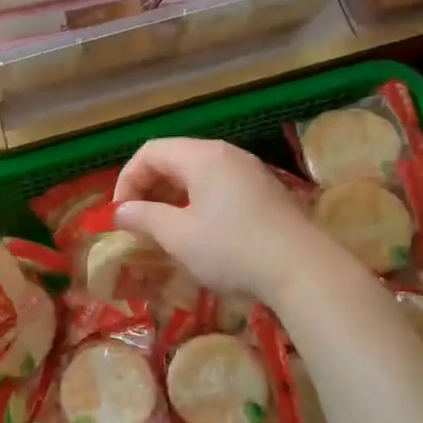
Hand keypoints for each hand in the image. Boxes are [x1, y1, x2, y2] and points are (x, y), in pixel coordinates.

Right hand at [112, 138, 342, 306]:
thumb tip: (119, 211)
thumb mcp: (179, 236)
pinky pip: (221, 187)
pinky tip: (202, 234)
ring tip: (166, 229)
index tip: (121, 214)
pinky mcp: (267, 193)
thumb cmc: (232, 249)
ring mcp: (251, 172)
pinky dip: (199, 202)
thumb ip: (144, 217)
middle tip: (139, 221)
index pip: (150, 152)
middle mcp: (227, 155)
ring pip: (199, 174)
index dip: (127, 179)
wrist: (304, 270)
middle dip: (149, 187)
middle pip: (175, 158)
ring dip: (174, 196)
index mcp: (202, 156)